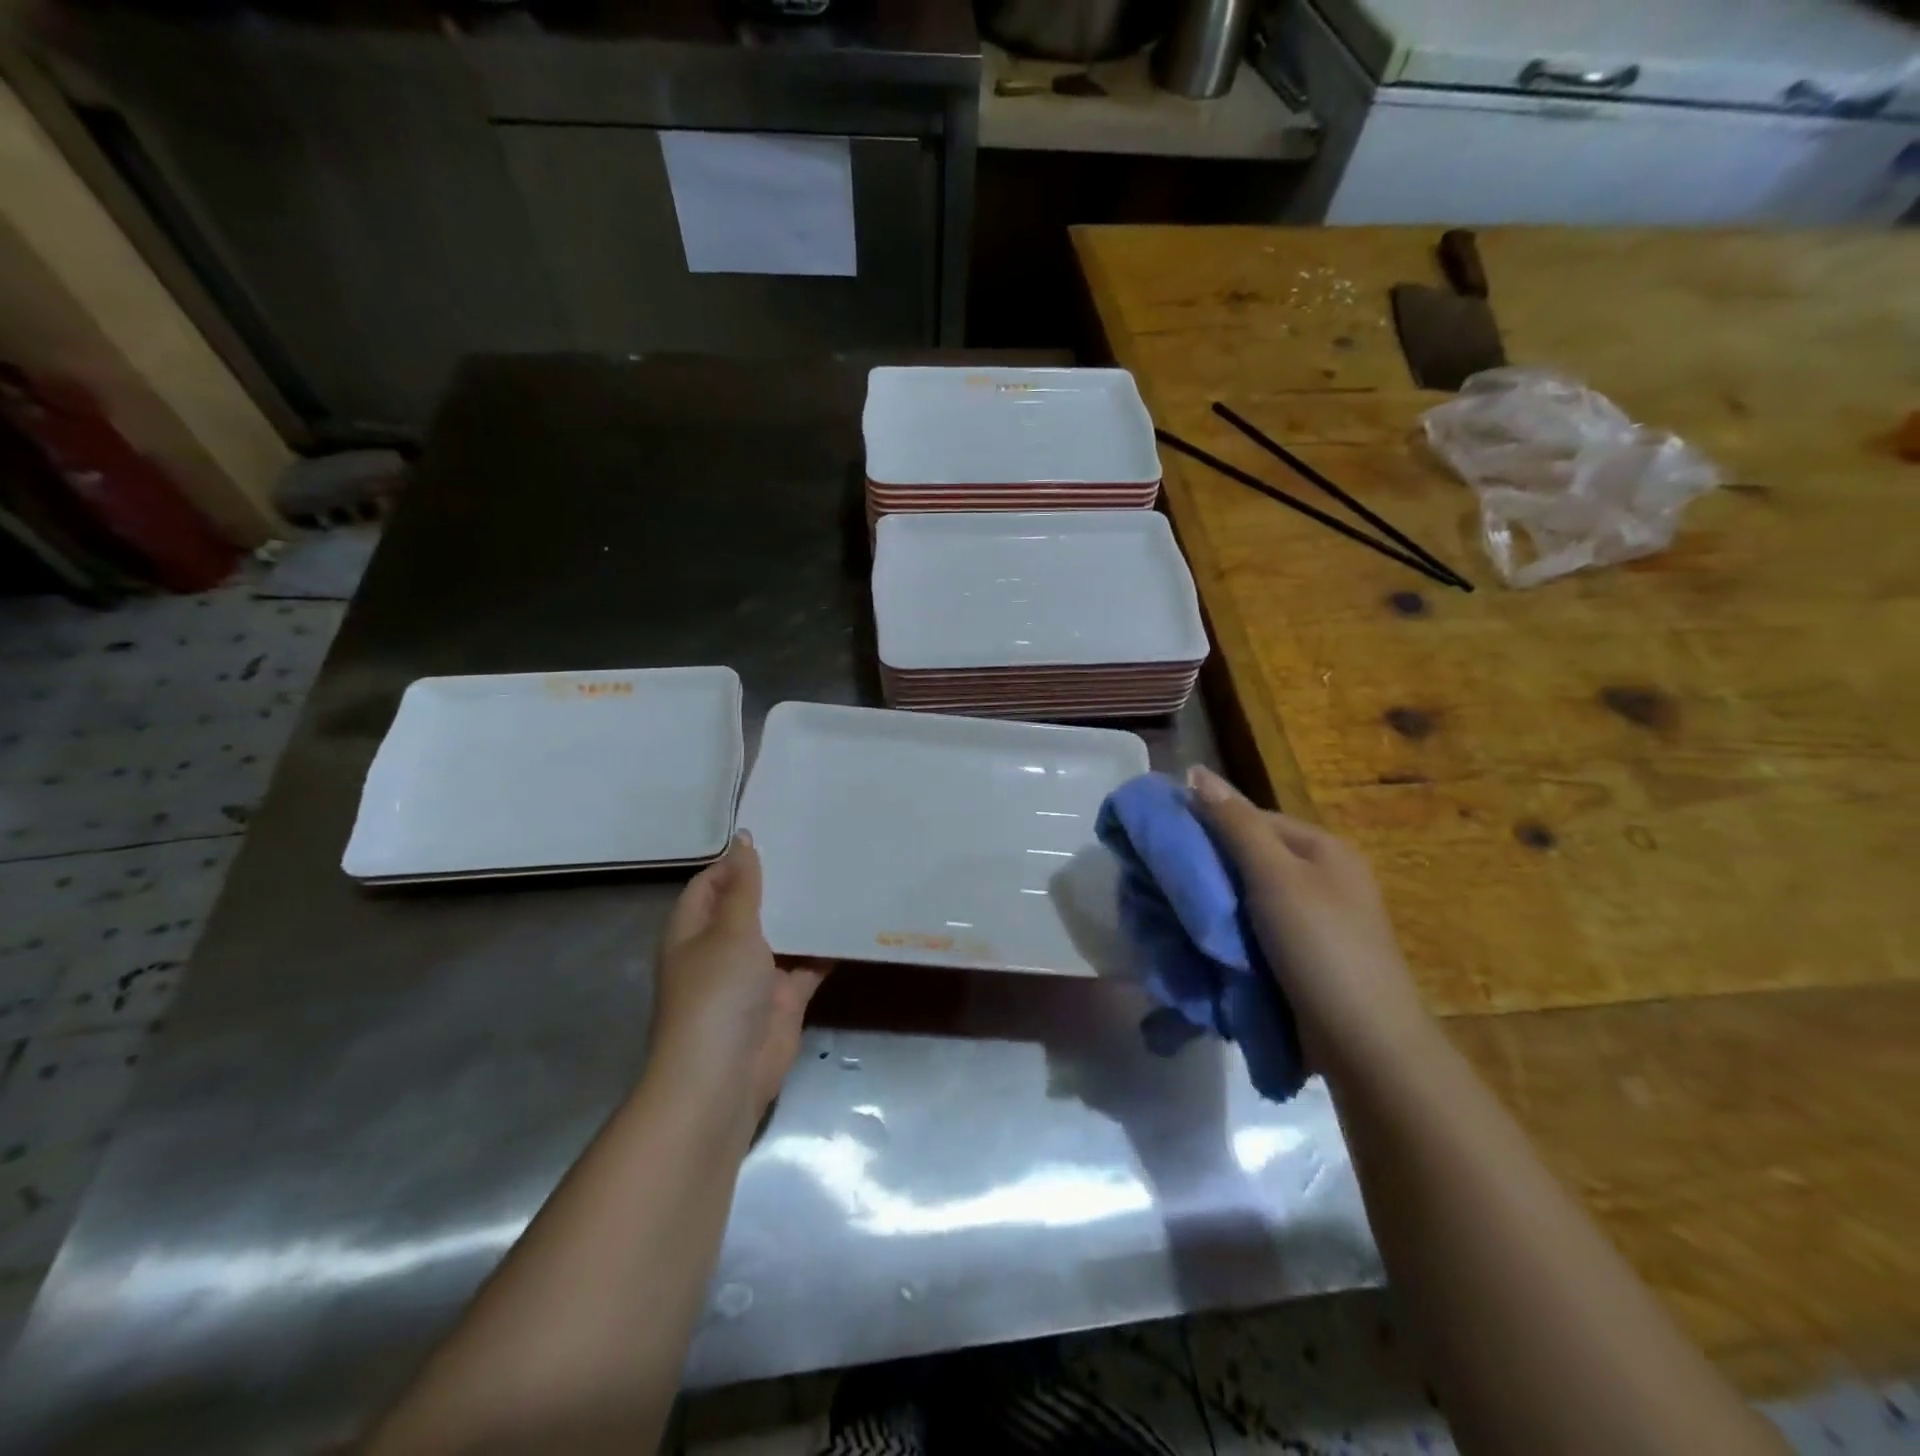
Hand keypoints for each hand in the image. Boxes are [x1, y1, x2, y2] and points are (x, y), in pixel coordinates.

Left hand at [649, 832, 827, 1118]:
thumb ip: (743, 886)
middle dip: (778, 883)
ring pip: (783, 934)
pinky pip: (809, 964)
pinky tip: (854, 920)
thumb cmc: (717, 994)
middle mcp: (721, 949)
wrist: (725, 1077)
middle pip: (750, 907)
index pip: (712, 883)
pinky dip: (827, 947)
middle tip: (817, 846)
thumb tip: (742, 839)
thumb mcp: (730, 930)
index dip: (738, 860)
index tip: (778, 833)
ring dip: (804, 913)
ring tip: (840, 873)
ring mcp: (754, 975)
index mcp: (694, 930)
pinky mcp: (784, 998)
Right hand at [1187, 765, 1430, 1078]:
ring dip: (1216, 905)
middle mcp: (1323, 878)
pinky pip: (1256, 932)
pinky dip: (1230, 934)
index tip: (1165, 841)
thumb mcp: (1274, 876)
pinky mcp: (1305, 959)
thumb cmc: (1320, 946)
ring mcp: (1316, 922)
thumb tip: (1195, 771)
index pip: (1252, 818)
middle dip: (1209, 868)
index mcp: (1322, 849)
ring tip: (1174, 913)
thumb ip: (1234, 824)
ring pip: (1249, 898)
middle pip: (1250, 858)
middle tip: (1164, 882)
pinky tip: (1203, 942)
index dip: (1208, 824)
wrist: (1365, 1045)